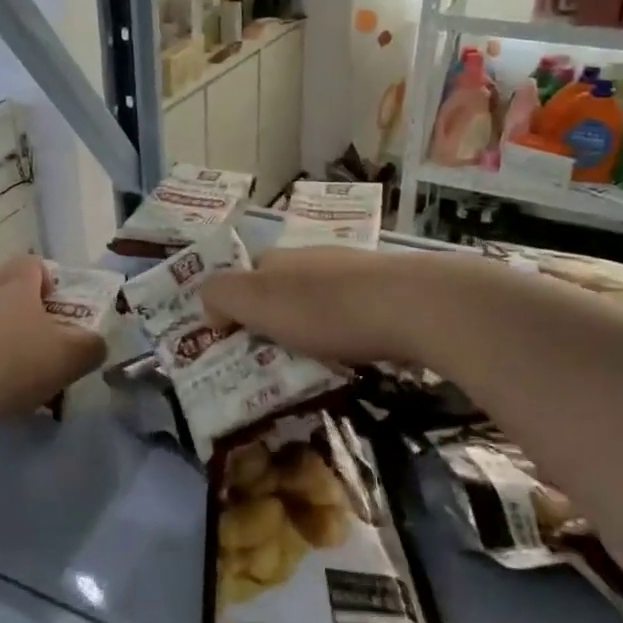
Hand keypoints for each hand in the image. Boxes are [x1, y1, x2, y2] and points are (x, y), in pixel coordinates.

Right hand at [201, 246, 432, 367]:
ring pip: (317, 300)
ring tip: (309, 364)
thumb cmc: (324, 308)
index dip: (232, 306)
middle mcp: (312, 258)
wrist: (412, 306)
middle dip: (270, 319)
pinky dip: (343, 334)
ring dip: (308, 328)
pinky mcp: (386, 293)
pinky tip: (350, 354)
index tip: (232, 344)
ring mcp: (353, 272)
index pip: (242, 276)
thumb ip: (221, 296)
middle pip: (279, 288)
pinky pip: (351, 314)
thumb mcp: (256, 300)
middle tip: (269, 360)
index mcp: (277, 259)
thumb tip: (210, 308)